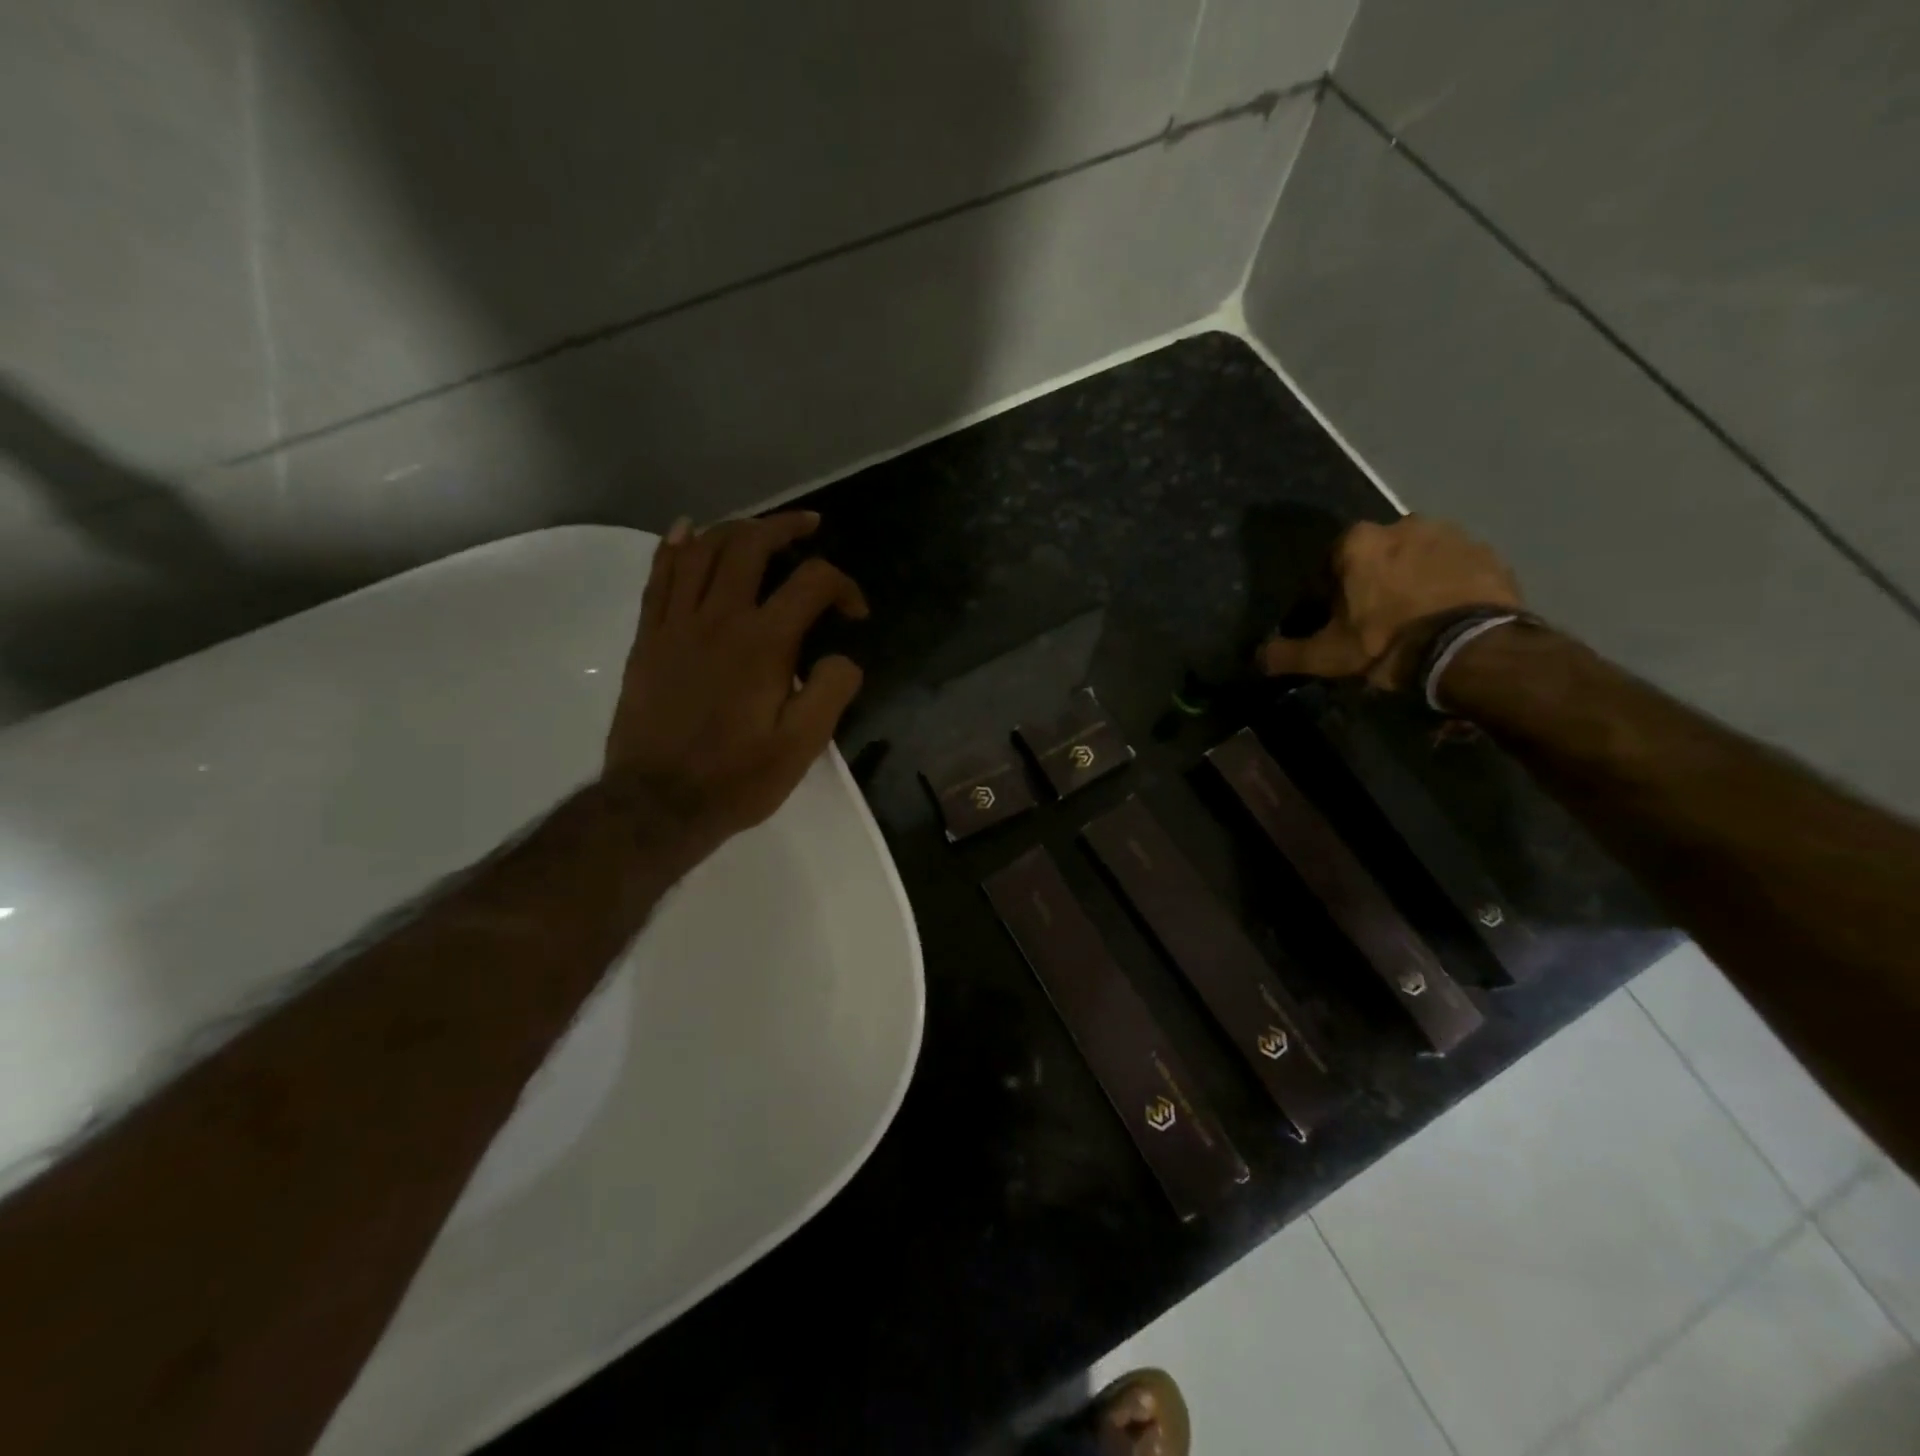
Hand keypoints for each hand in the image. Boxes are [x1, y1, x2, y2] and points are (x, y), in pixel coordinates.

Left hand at [603, 511, 868, 863]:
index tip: (855, 614)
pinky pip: (659, 576)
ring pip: (703, 550)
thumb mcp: (803, 745)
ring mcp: (676, 624)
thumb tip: (844, 657)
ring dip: (736, 528)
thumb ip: (832, 691)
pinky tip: (687, 530)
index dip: (843, 586)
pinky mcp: (648, 638)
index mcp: (763, 642)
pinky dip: (674, 546)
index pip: (812, 582)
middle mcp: (719, 618)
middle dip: (786, 527)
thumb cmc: (737, 777)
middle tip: (810, 527)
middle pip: (751, 544)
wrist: (658, 804)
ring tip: (760, 527)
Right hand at [1258, 517, 1522, 689]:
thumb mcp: (1327, 655)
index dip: (1328, 594)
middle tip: (1376, 622)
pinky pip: (1455, 568)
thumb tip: (1258, 658)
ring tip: (1413, 621)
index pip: (1330, 564)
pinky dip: (1446, 587)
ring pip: (1417, 559)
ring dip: (1411, 581)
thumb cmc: (1386, 643)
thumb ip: (1286, 653)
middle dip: (1372, 582)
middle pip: (1376, 557)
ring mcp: (1451, 535)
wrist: (1471, 649)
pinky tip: (1444, 617)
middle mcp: (1403, 524)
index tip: (1335, 621)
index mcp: (1358, 542)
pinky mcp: (1488, 553)